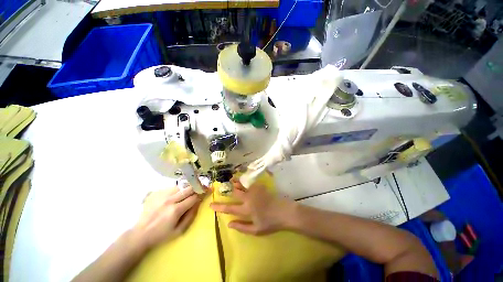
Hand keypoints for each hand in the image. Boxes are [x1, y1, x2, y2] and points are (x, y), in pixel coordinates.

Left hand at [133, 187, 200, 248]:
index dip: (203, 193)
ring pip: (181, 186)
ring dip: (188, 188)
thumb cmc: (161, 235)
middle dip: (198, 187)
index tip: (209, 190)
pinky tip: (178, 194)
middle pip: (189, 188)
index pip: (194, 197)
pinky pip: (172, 188)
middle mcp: (170, 200)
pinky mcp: (157, 194)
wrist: (140, 234)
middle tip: (203, 186)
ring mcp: (162, 196)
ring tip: (191, 191)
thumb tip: (198, 203)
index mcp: (176, 210)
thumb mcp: (179, 230)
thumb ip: (191, 216)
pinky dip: (179, 189)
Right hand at [210, 178, 294, 234]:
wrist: (284, 211)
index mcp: (246, 209)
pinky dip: (244, 181)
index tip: (211, 205)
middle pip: (234, 192)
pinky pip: (250, 182)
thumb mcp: (256, 230)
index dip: (219, 207)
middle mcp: (248, 198)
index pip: (229, 208)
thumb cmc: (270, 223)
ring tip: (230, 180)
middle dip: (226, 189)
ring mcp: (254, 190)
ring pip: (242, 184)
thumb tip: (229, 223)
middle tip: (220, 187)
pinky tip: (242, 179)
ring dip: (235, 182)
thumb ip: (242, 227)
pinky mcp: (260, 186)